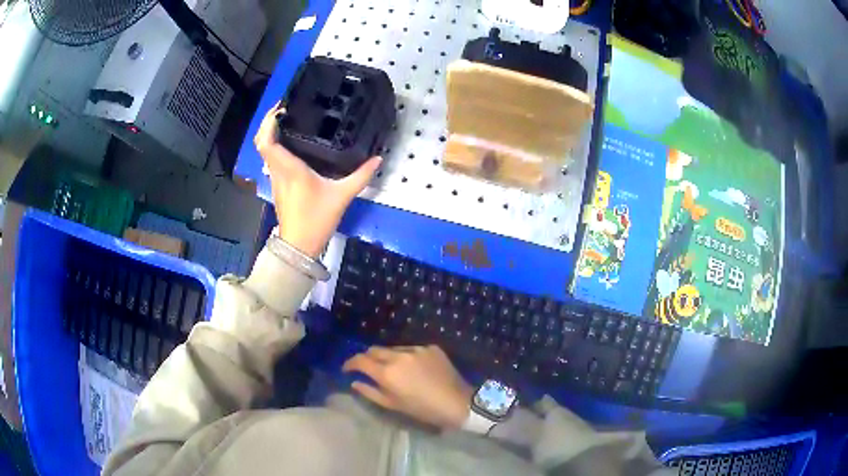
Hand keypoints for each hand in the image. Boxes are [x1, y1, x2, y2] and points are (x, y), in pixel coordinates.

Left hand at [253, 103, 381, 257]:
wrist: (299, 245)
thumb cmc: (317, 219)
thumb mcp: (342, 196)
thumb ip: (361, 175)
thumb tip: (378, 159)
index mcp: (290, 168)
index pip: (268, 141)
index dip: (268, 122)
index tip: (281, 108)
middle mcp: (278, 170)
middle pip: (261, 141)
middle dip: (267, 122)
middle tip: (284, 108)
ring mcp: (275, 178)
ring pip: (265, 151)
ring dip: (270, 133)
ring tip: (288, 119)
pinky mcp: (277, 185)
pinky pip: (271, 159)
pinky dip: (275, 146)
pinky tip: (291, 142)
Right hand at [343, 345, 473, 429]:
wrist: (457, 402)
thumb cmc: (423, 409)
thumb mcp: (393, 405)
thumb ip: (370, 392)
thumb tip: (354, 382)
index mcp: (387, 372)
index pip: (360, 360)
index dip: (350, 363)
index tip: (347, 369)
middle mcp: (399, 356)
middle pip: (374, 350)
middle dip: (367, 358)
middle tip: (368, 369)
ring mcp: (416, 349)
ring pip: (393, 348)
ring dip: (388, 357)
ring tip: (393, 370)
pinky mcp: (430, 347)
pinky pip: (412, 349)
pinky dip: (407, 357)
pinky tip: (414, 369)